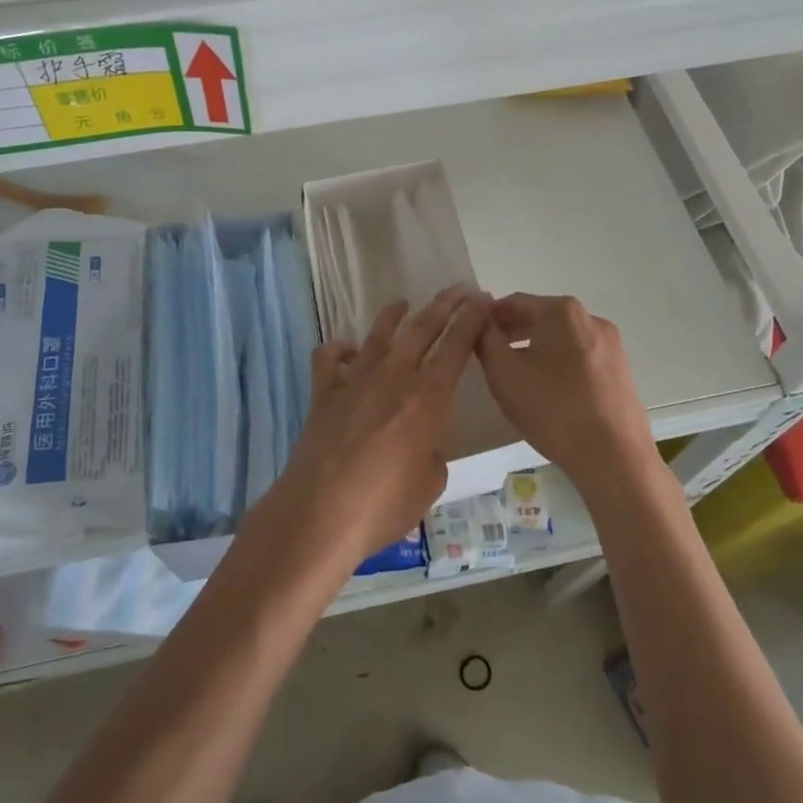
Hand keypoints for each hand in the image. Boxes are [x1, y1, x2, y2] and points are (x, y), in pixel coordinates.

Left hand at [261, 287, 490, 565]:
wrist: (319, 513)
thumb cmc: (383, 506)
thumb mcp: (430, 484)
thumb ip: (432, 452)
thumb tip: (421, 442)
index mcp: (426, 399)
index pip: (456, 347)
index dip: (472, 320)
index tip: (483, 300)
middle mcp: (391, 378)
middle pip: (421, 329)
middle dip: (443, 306)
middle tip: (458, 289)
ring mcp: (353, 382)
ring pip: (377, 336)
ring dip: (393, 316)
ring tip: (402, 303)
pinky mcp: (323, 395)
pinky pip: (328, 360)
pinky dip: (338, 349)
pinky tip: (347, 351)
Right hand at [477, 293, 655, 492]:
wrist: (614, 458)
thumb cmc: (552, 409)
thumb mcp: (503, 373)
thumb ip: (485, 338)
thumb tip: (479, 319)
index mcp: (562, 311)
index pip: (514, 301)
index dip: (488, 316)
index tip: (471, 333)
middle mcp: (591, 318)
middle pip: (541, 317)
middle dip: (513, 331)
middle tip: (489, 353)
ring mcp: (611, 344)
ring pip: (561, 338)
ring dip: (535, 347)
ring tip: (516, 374)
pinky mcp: (621, 370)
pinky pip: (580, 356)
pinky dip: (559, 363)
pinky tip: (548, 389)